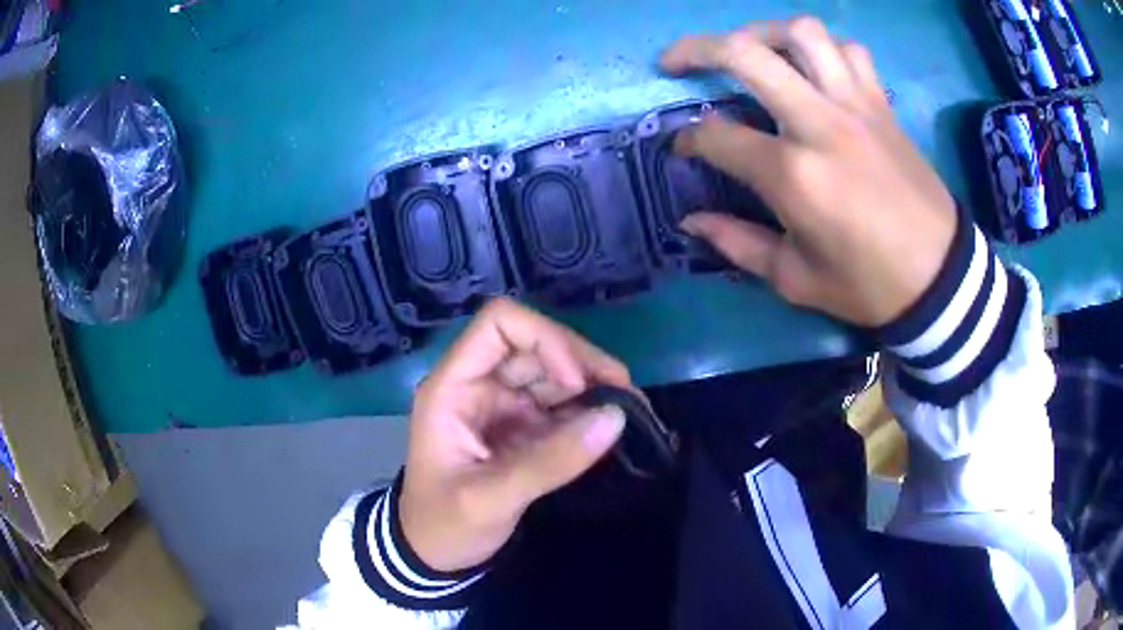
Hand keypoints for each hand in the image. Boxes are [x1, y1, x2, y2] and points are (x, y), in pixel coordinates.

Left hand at [399, 298, 630, 571]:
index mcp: (453, 387)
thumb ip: (552, 462)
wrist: (433, 554)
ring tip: (628, 409)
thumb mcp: (492, 499)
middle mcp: (478, 385)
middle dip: (581, 362)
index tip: (576, 383)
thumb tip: (615, 419)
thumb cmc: (445, 524)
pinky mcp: (519, 427)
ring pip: (551, 371)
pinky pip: (558, 404)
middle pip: (534, 343)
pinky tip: (610, 424)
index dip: (544, 339)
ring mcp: (500, 405)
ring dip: (591, 384)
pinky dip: (586, 410)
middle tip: (624, 394)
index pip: (499, 325)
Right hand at [662, 18, 957, 327]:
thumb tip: (691, 222)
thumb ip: (739, 244)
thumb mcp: (797, 280)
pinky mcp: (881, 105)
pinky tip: (813, 68)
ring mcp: (856, 106)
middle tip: (677, 61)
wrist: (940, 277)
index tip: (680, 147)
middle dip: (697, 49)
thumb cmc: (869, 285)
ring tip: (750, 51)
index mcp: (794, 175)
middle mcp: (820, 124)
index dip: (687, 138)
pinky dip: (824, 49)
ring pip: (802, 33)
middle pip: (746, 54)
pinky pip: (849, 51)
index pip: (718, 136)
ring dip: (763, 33)